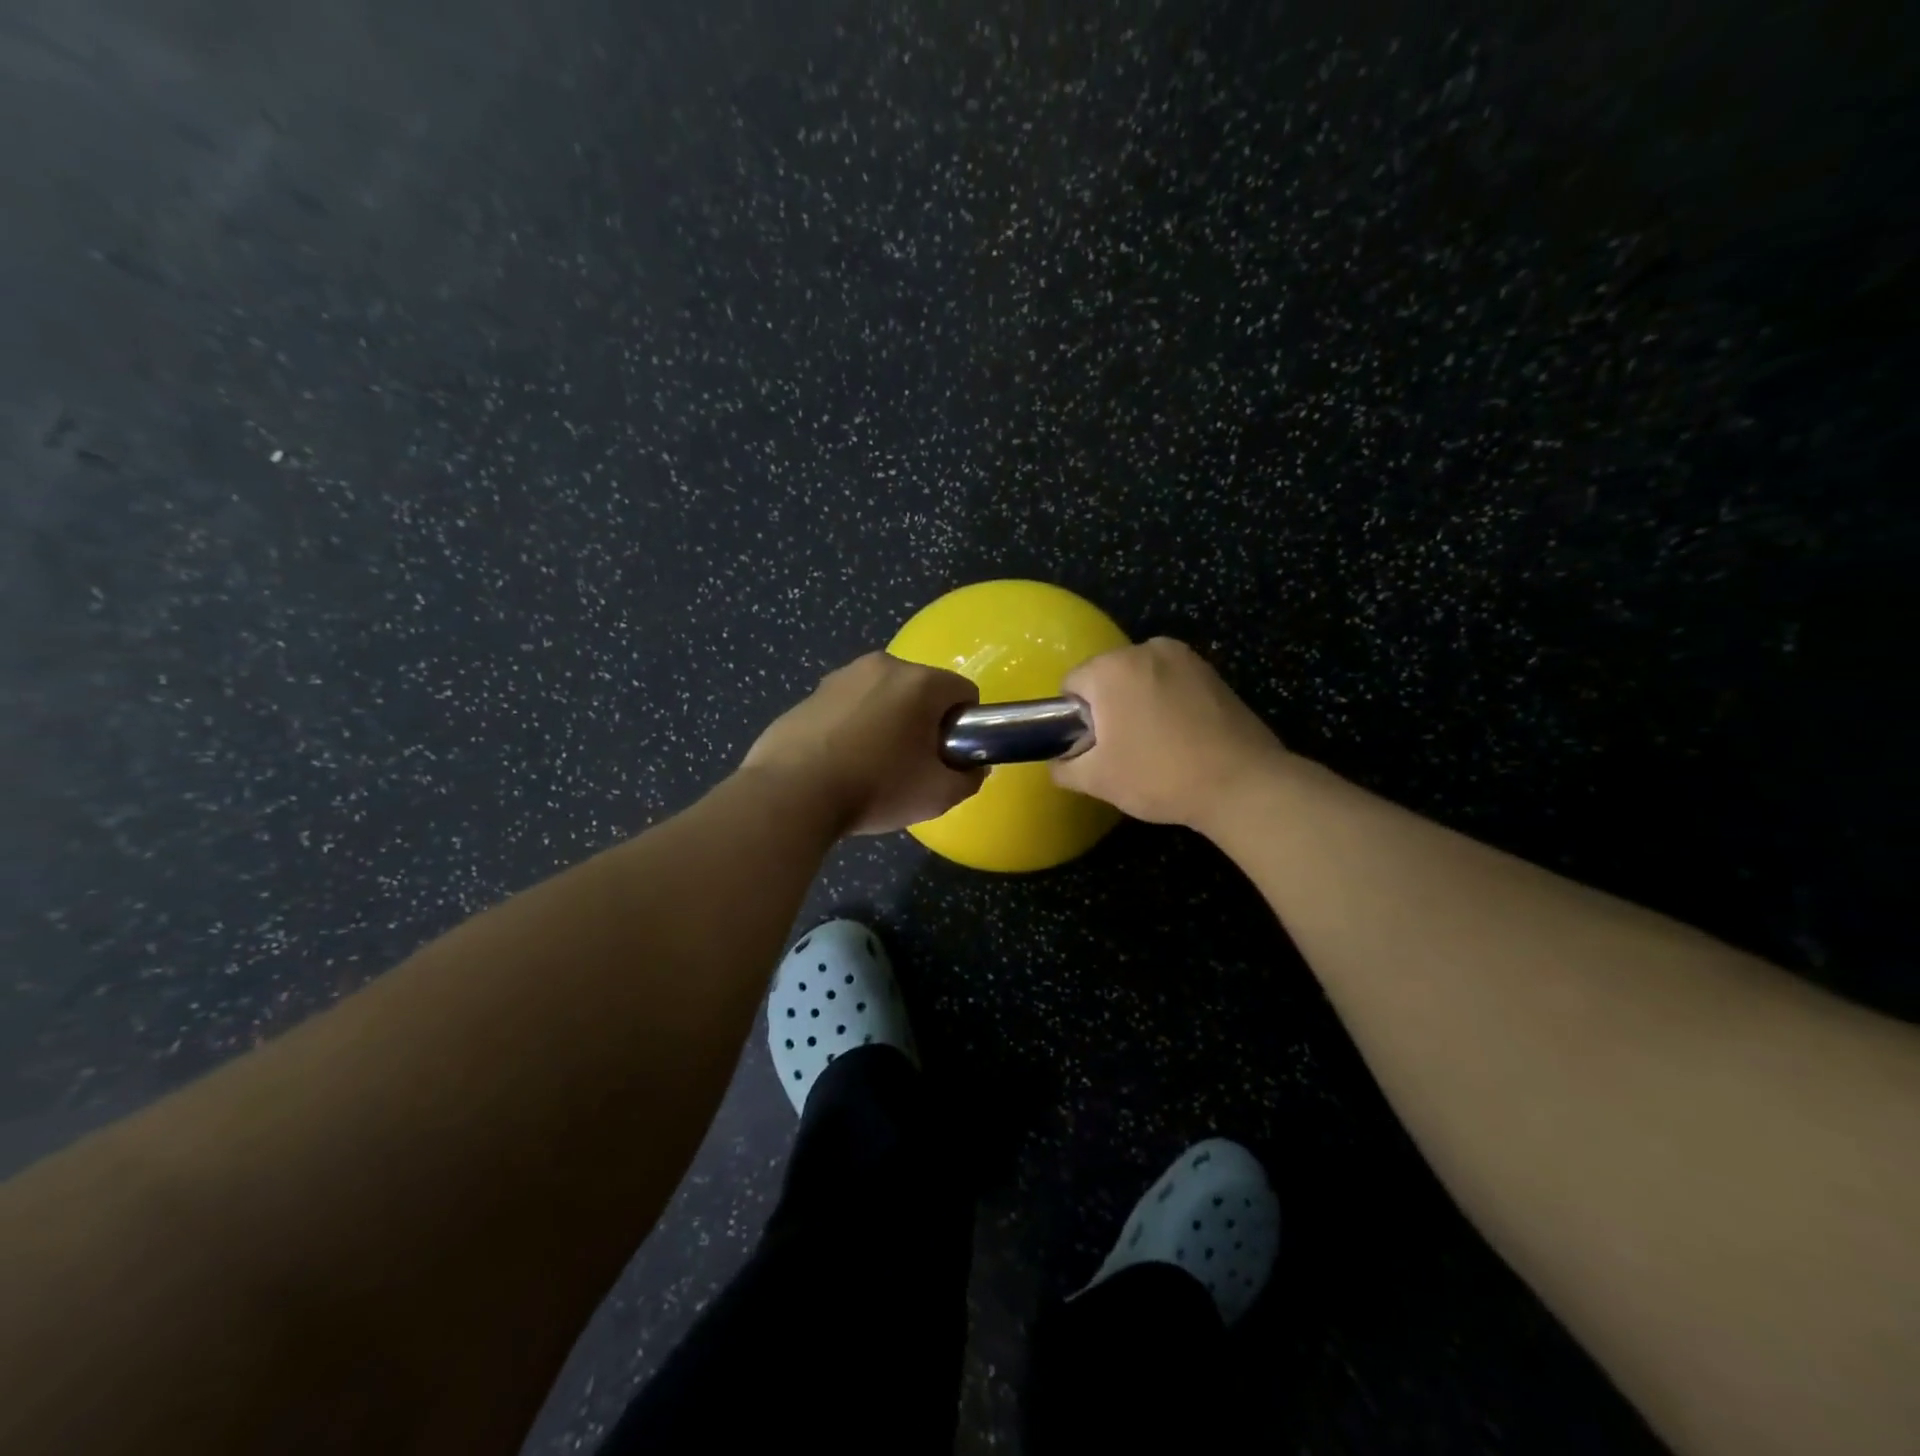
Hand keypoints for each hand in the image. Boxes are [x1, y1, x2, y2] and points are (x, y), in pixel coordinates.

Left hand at [742, 652, 984, 834]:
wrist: (791, 794)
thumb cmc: (875, 788)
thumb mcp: (938, 795)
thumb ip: (970, 778)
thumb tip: (973, 768)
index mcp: (920, 682)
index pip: (964, 693)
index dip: (964, 726)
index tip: (947, 755)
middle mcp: (882, 665)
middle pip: (922, 690)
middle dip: (924, 722)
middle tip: (911, 765)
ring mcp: (841, 676)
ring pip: (883, 696)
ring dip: (887, 722)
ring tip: (870, 766)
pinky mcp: (810, 694)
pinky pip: (848, 706)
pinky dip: (852, 727)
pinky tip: (838, 763)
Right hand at [1052, 638, 1287, 829]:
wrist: (1242, 784)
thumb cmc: (1159, 775)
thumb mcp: (1098, 780)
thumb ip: (1064, 767)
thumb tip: (1058, 762)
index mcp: (1112, 668)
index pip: (1071, 684)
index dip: (1074, 719)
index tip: (1092, 747)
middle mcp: (1146, 649)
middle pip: (1107, 677)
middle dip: (1107, 708)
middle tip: (1122, 750)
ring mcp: (1184, 657)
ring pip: (1140, 679)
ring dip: (1137, 704)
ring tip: (1154, 745)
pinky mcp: (1212, 672)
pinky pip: (1171, 683)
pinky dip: (1167, 703)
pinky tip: (1181, 737)